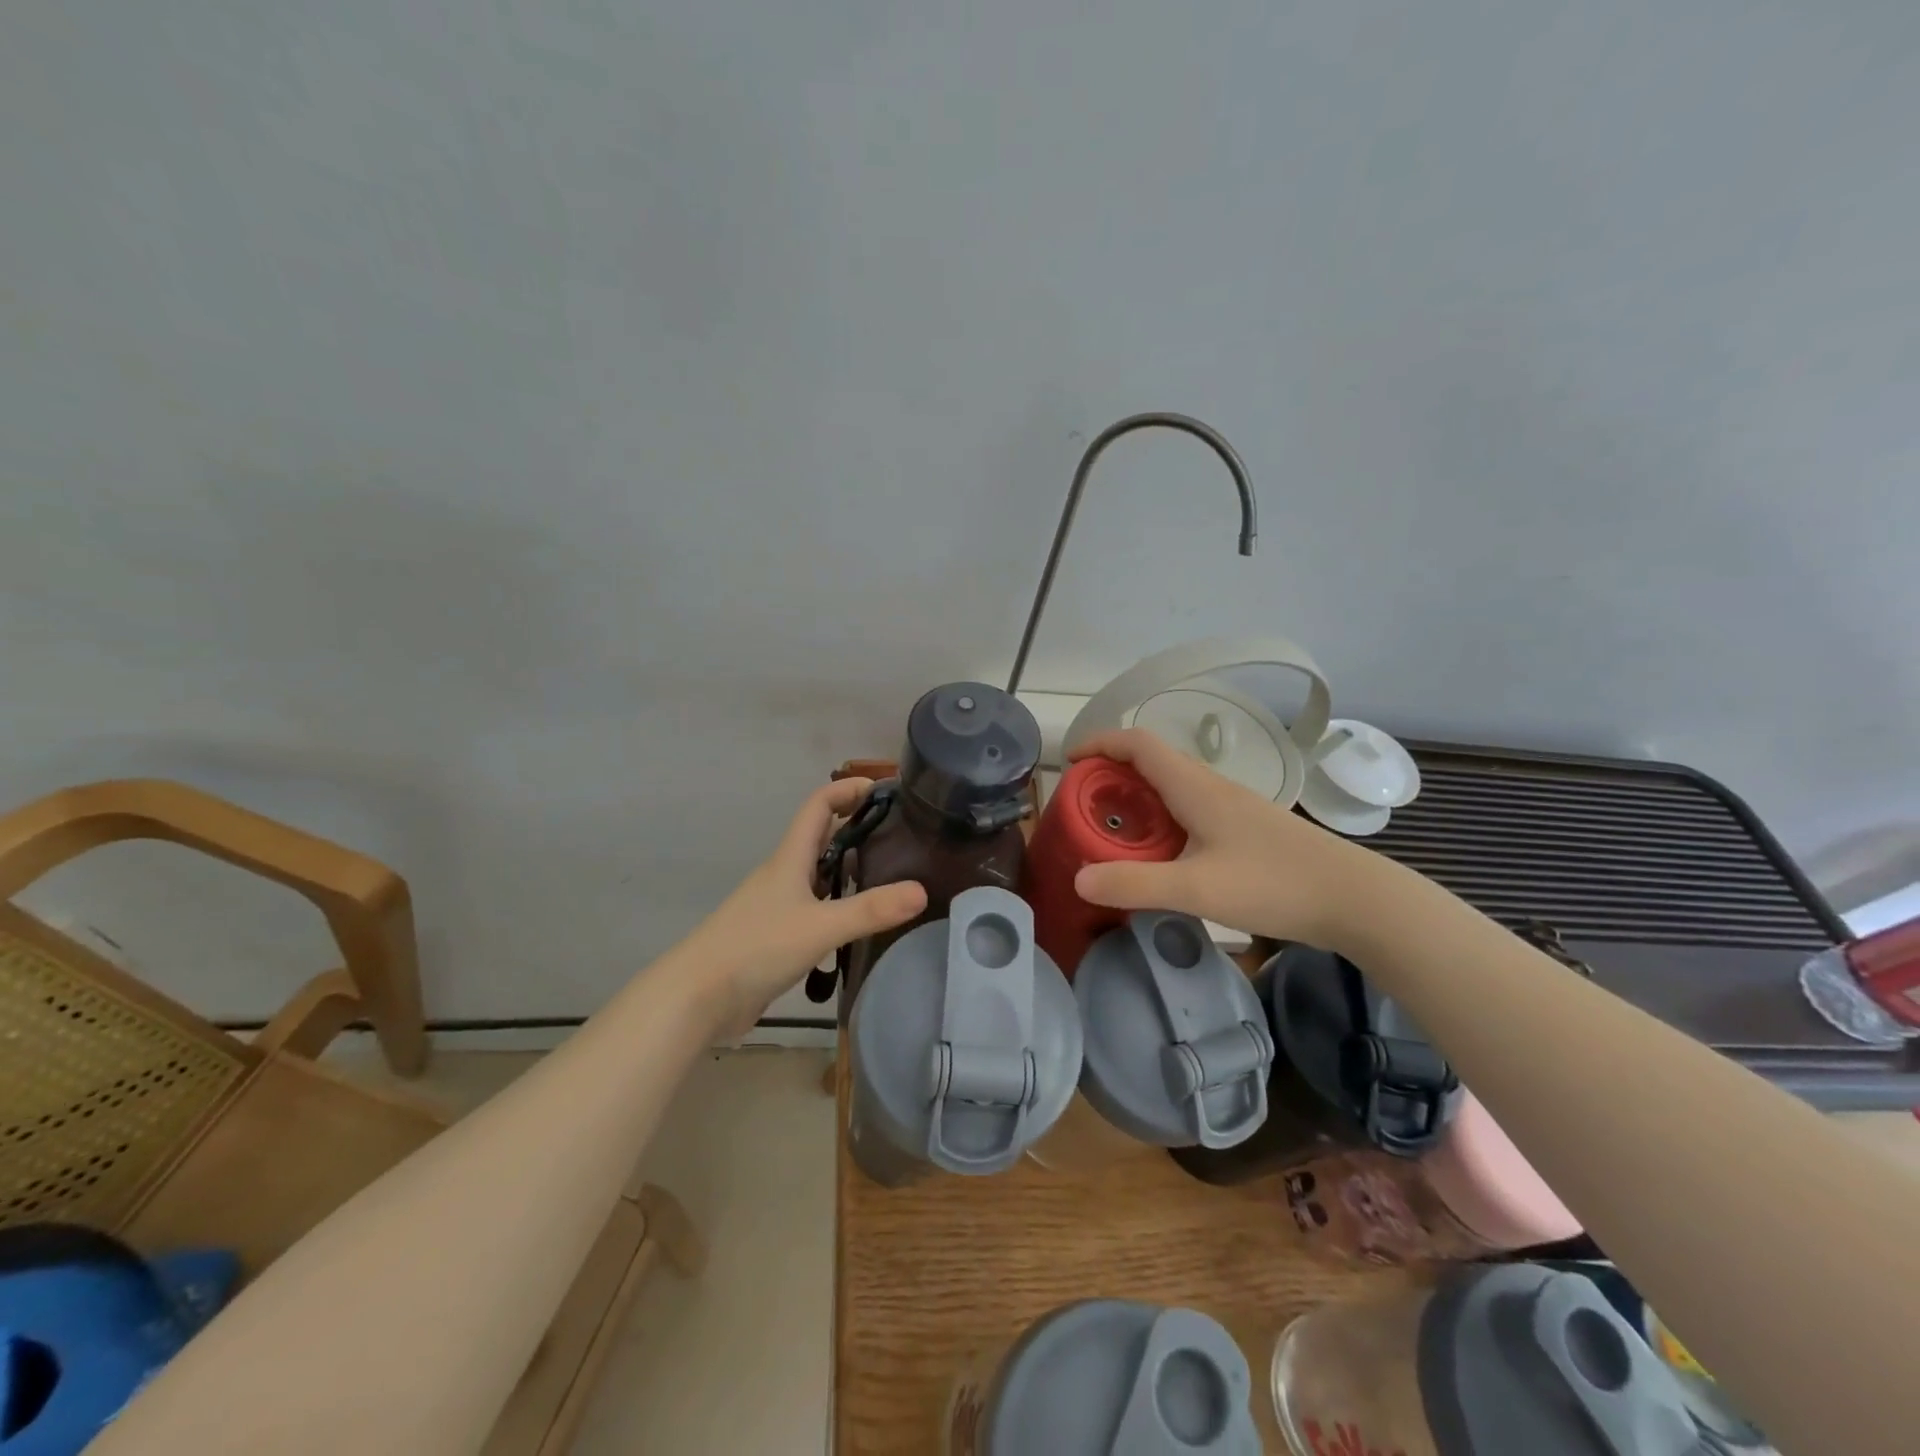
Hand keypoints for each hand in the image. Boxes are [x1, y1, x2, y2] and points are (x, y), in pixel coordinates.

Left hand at [686, 779, 926, 1029]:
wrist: (697, 998)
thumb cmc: (755, 948)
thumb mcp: (820, 927)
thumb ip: (871, 910)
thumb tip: (923, 891)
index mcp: (790, 858)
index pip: (819, 805)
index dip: (848, 788)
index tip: (886, 788)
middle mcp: (785, 874)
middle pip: (823, 837)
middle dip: (859, 827)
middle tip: (903, 835)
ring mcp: (779, 906)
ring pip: (821, 875)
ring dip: (852, 868)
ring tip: (894, 875)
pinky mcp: (777, 936)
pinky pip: (817, 909)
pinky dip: (841, 906)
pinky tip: (863, 924)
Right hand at [1068, 728, 1371, 948]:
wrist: (1355, 898)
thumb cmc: (1274, 883)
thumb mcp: (1196, 888)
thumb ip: (1134, 884)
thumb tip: (1078, 878)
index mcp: (1195, 787)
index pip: (1138, 743)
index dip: (1101, 742)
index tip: (1070, 761)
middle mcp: (1211, 787)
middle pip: (1153, 762)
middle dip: (1112, 774)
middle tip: (1085, 806)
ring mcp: (1233, 807)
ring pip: (1173, 787)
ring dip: (1138, 798)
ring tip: (1115, 831)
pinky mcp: (1246, 829)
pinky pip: (1190, 809)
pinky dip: (1162, 819)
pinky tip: (1163, 855)